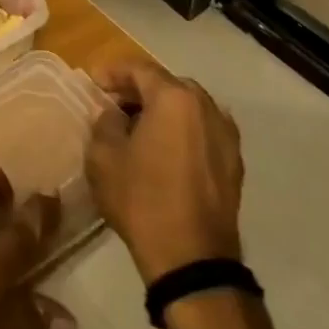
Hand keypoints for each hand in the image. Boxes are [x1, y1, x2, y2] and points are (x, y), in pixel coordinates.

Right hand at [85, 53, 244, 283]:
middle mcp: (206, 107)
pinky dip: (183, 131)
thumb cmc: (141, 199)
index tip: (93, 83)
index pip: (139, 69)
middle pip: (167, 84)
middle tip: (114, 105)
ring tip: (139, 128)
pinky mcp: (234, 163)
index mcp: (174, 98)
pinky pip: (203, 131)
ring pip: (188, 107)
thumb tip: (113, 115)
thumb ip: (105, 122)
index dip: (112, 72)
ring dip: (163, 110)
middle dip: (139, 90)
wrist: (192, 259)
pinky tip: (165, 150)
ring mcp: (226, 135)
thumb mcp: (103, 156)